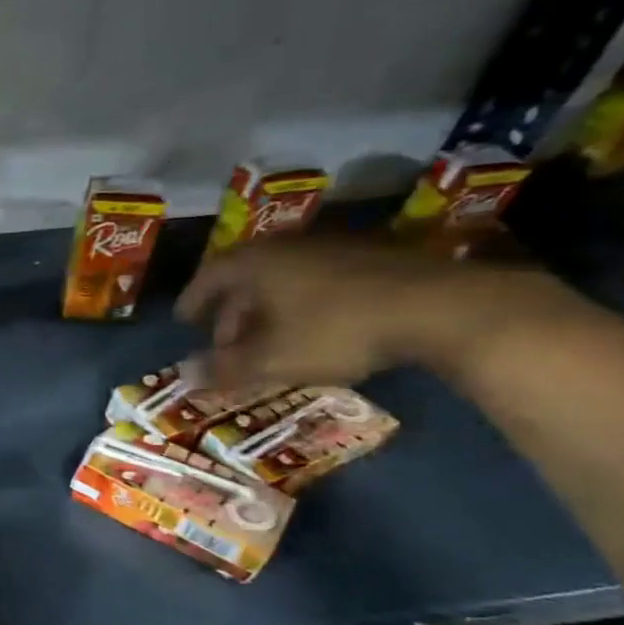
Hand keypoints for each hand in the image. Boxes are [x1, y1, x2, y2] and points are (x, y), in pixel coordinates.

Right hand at [176, 235, 558, 387]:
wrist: (440, 306)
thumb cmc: (336, 330)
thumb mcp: (273, 359)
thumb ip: (225, 369)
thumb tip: (183, 377)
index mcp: (256, 264)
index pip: (209, 276)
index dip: (193, 300)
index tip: (184, 320)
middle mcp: (288, 247)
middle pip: (246, 277)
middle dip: (232, 311)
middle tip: (226, 342)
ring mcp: (333, 248)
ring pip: (284, 278)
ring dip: (267, 309)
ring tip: (268, 340)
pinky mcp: (372, 258)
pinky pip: (317, 280)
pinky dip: (302, 304)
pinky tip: (313, 329)